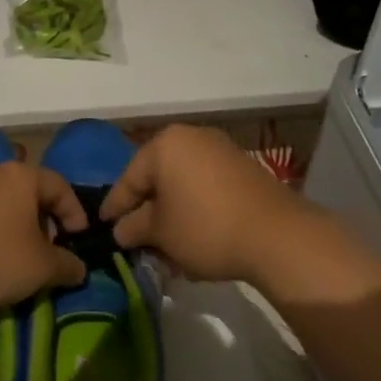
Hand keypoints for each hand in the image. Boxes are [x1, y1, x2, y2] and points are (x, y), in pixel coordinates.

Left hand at [0, 162, 88, 307]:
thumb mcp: (42, 268)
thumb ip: (67, 265)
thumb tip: (79, 268)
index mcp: (20, 176)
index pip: (58, 185)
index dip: (73, 211)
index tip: (78, 237)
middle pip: (22, 188)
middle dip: (37, 215)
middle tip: (43, 246)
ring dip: (3, 218)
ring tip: (7, 250)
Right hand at [99, 124, 340, 286]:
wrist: (277, 235)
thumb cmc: (205, 228)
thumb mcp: (161, 233)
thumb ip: (134, 228)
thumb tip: (120, 230)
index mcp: (164, 144)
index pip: (129, 178)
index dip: (115, 205)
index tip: (103, 226)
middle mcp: (191, 137)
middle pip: (157, 177)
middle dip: (146, 209)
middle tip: (135, 237)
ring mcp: (220, 149)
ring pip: (183, 183)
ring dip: (172, 211)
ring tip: (166, 243)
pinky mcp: (242, 167)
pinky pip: (205, 185)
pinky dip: (195, 207)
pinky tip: (194, 235)